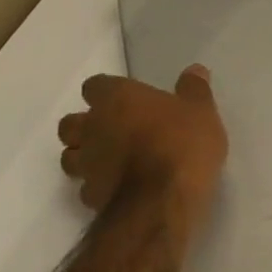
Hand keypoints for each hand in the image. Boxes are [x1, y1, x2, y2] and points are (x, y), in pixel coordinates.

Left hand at [58, 65, 227, 234]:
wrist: (162, 201)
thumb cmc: (182, 144)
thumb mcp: (201, 112)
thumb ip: (194, 89)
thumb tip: (195, 70)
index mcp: (116, 98)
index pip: (95, 86)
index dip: (108, 93)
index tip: (128, 101)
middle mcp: (92, 127)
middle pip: (71, 123)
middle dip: (86, 126)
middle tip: (116, 132)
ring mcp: (87, 164)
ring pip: (70, 156)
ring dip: (85, 157)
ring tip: (113, 162)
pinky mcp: (91, 196)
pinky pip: (87, 187)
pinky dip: (99, 186)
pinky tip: (120, 189)